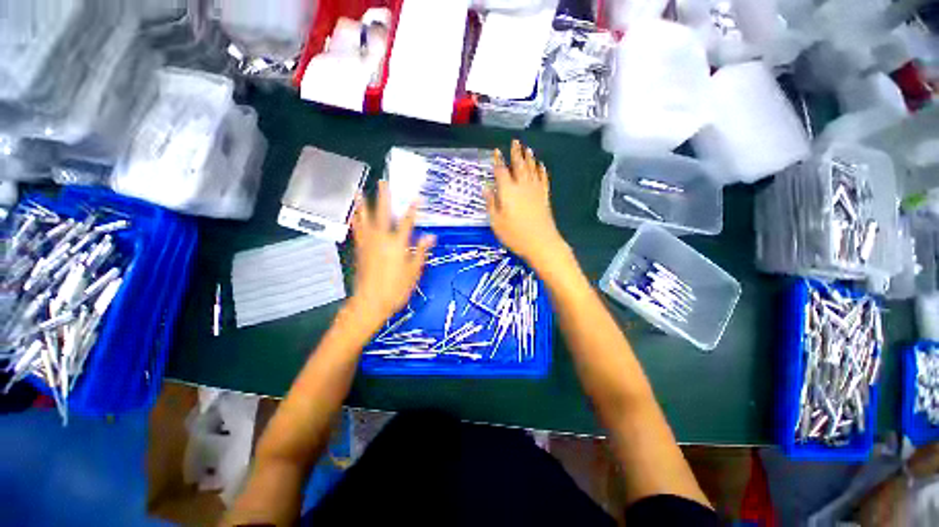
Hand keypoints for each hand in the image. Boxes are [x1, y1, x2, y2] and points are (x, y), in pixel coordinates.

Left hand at [349, 180, 434, 327]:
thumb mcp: (413, 271)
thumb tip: (430, 236)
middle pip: (383, 214)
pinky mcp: (359, 250)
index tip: (417, 197)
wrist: (370, 302)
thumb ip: (421, 251)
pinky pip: (357, 231)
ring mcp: (368, 244)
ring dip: (364, 205)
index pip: (407, 222)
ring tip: (360, 192)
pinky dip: (355, 221)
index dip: (413, 209)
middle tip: (383, 183)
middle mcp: (381, 240)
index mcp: (397, 244)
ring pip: (365, 220)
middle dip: (384, 198)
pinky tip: (353, 215)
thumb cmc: (396, 289)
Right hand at [485, 140, 567, 267]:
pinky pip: (543, 179)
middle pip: (519, 165)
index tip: (496, 151)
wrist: (541, 242)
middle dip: (516, 152)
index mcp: (508, 191)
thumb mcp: (496, 222)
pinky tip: (541, 166)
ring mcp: (535, 190)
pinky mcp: (544, 197)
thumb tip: (486, 188)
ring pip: (532, 169)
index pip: (501, 171)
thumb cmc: (515, 234)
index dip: (498, 161)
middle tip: (515, 141)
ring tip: (527, 148)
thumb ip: (491, 203)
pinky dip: (542, 170)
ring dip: (529, 158)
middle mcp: (522, 186)